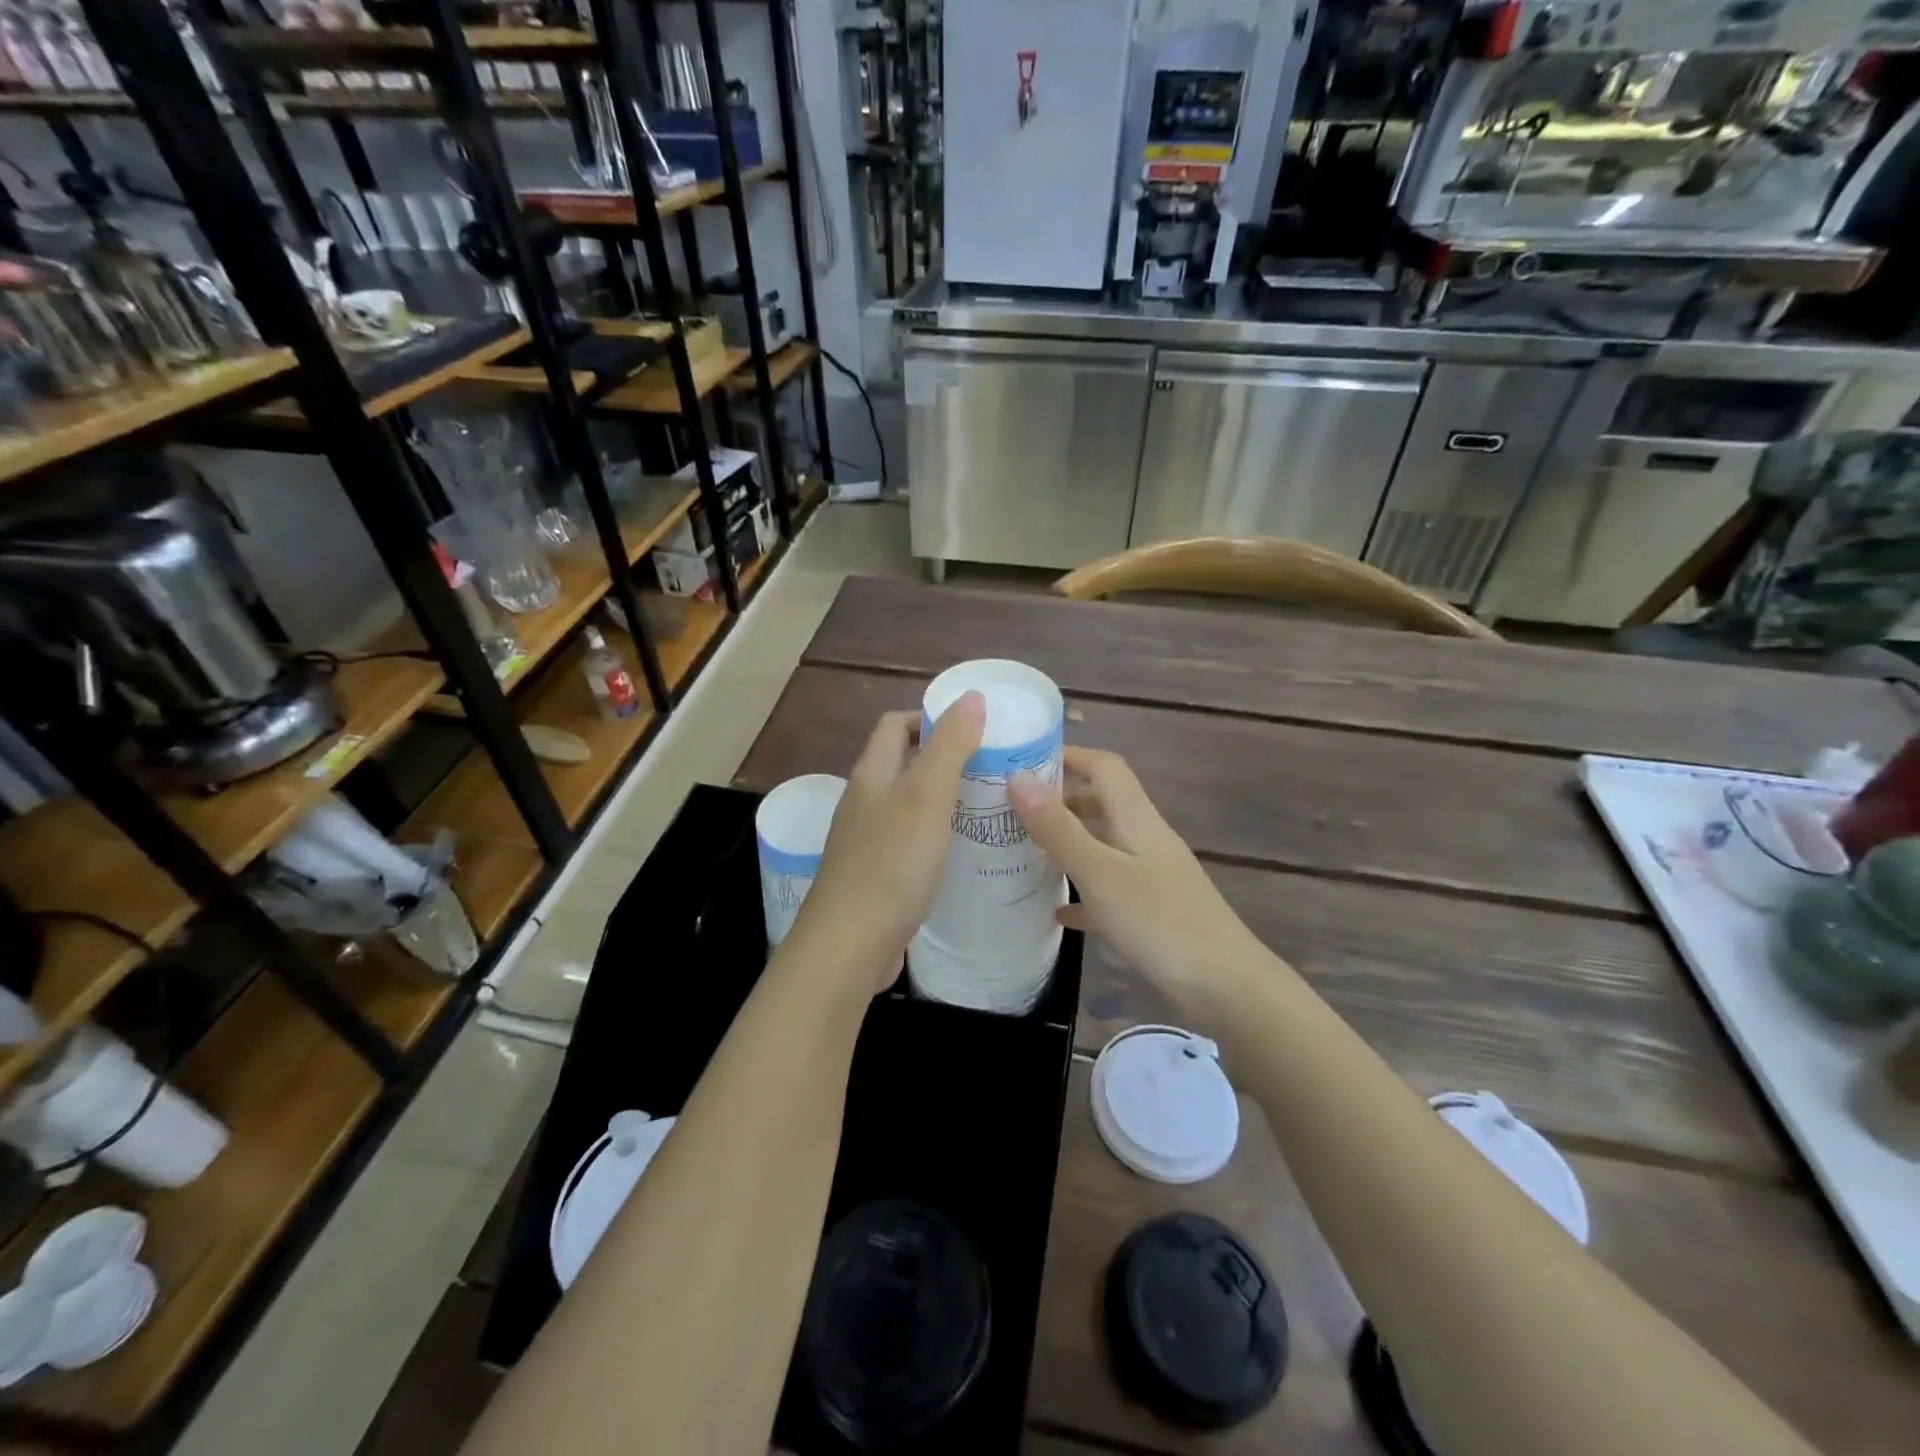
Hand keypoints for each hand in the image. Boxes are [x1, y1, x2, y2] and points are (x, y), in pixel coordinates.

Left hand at [783, 693, 985, 992]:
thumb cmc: (890, 864)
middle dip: (945, 759)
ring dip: (943, 799)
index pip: (896, 725)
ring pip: (908, 805)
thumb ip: (949, 745)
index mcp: (872, 775)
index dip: (931, 718)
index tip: (975, 730)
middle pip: (903, 764)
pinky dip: (936, 836)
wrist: (849, 946)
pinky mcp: (876, 876)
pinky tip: (962, 854)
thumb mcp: (926, 796)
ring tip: (987, 808)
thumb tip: (971, 696)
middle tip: (992, 770)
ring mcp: (867, 841)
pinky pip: (909, 841)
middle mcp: (864, 802)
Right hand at [1008, 747, 1265, 1012]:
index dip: (1067, 755)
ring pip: (1102, 844)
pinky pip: (1108, 888)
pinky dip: (1081, 892)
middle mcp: (1144, 837)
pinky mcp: (1152, 909)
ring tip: (1023, 851)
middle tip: (1009, 808)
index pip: (1103, 766)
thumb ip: (1058, 828)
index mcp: (1136, 818)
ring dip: (1067, 841)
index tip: (1021, 760)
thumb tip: (1017, 776)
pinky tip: (1056, 913)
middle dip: (1058, 798)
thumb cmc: (1160, 923)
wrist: (1226, 987)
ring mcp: (1151, 874)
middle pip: (1101, 802)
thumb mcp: (1100, 873)